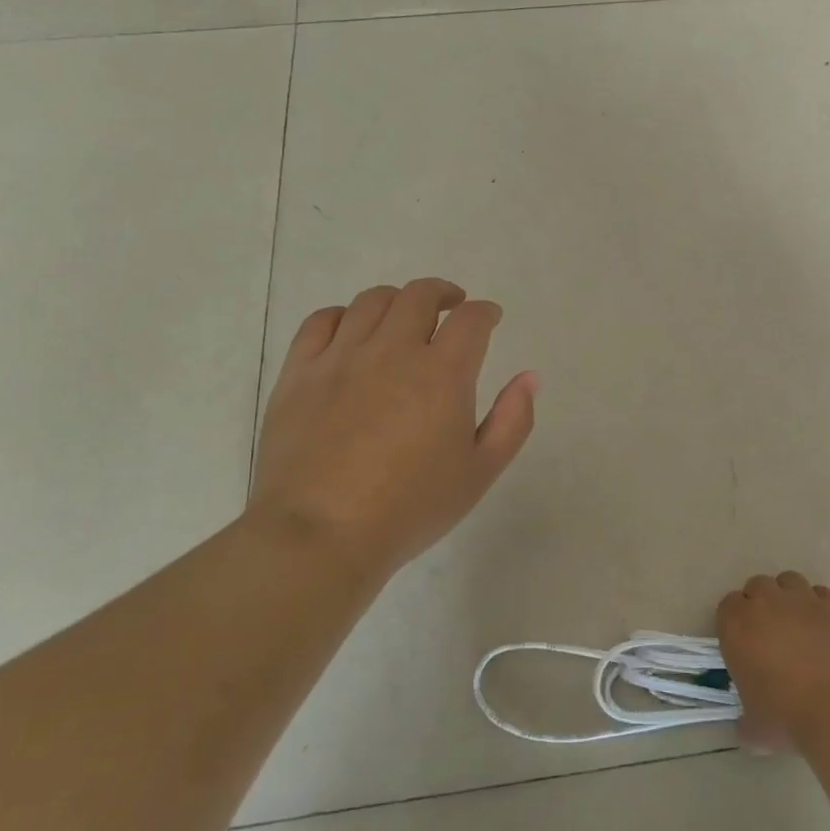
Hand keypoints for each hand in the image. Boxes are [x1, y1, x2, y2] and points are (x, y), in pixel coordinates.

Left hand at [249, 278, 537, 579]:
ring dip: (397, 301)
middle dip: (443, 294)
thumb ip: (512, 420)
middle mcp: (393, 351)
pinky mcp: (300, 372)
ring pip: (372, 301)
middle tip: (451, 309)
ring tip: (404, 318)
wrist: (319, 536)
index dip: (485, 312)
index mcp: (442, 373)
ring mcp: (341, 357)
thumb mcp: (480, 472)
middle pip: (420, 295)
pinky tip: (353, 332)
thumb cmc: (410, 508)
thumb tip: (529, 378)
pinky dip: (344, 316)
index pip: (471, 320)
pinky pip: (322, 321)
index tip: (489, 319)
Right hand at [717, 572, 829, 750]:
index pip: (727, 607)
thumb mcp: (756, 730)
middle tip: (770, 636)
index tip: (744, 646)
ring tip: (798, 626)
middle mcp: (766, 602)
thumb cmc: (790, 719)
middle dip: (761, 605)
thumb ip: (745, 721)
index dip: (735, 624)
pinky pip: (820, 594)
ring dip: (788, 598)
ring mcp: (803, 599)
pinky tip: (825, 630)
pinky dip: (819, 606)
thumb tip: (746, 727)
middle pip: (756, 586)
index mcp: (737, 626)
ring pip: (788, 581)